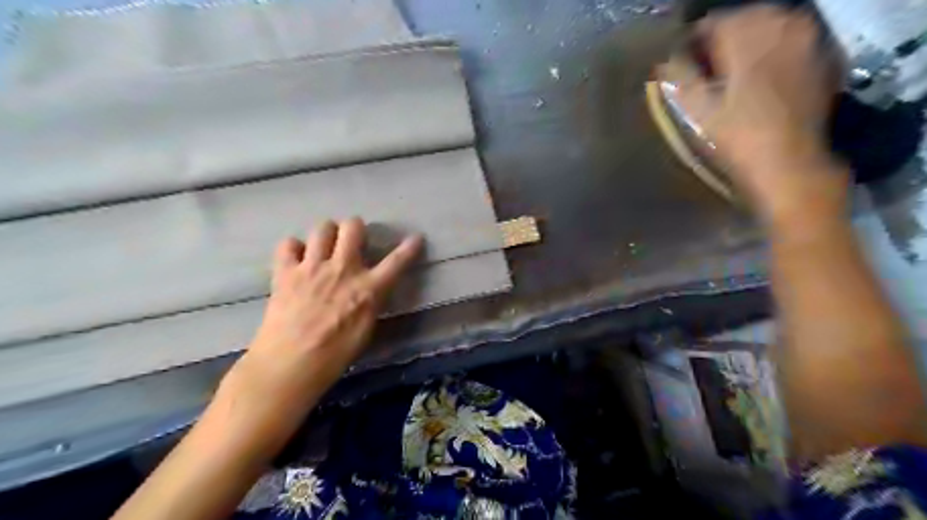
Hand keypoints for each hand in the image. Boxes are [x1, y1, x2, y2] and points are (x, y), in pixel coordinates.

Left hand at [219, 219, 421, 426]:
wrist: (290, 364)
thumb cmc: (335, 355)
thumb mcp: (366, 329)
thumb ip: (370, 303)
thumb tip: (370, 291)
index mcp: (368, 289)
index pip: (396, 262)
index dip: (409, 248)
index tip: (416, 238)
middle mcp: (343, 269)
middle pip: (352, 227)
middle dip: (355, 228)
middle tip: (352, 240)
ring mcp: (312, 267)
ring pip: (322, 228)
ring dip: (327, 234)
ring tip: (325, 246)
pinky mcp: (286, 272)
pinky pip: (288, 244)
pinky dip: (294, 248)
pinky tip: (296, 259)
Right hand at [662, 6, 849, 224]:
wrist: (787, 165)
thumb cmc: (734, 137)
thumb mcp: (694, 109)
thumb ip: (677, 76)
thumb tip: (664, 60)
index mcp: (746, 35)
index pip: (712, 22)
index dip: (692, 42)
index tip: (681, 63)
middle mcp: (782, 26)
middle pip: (746, 17)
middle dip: (723, 37)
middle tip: (707, 65)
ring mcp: (810, 40)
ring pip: (774, 24)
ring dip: (751, 40)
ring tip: (734, 68)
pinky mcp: (825, 59)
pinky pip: (795, 41)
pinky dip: (776, 50)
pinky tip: (764, 73)